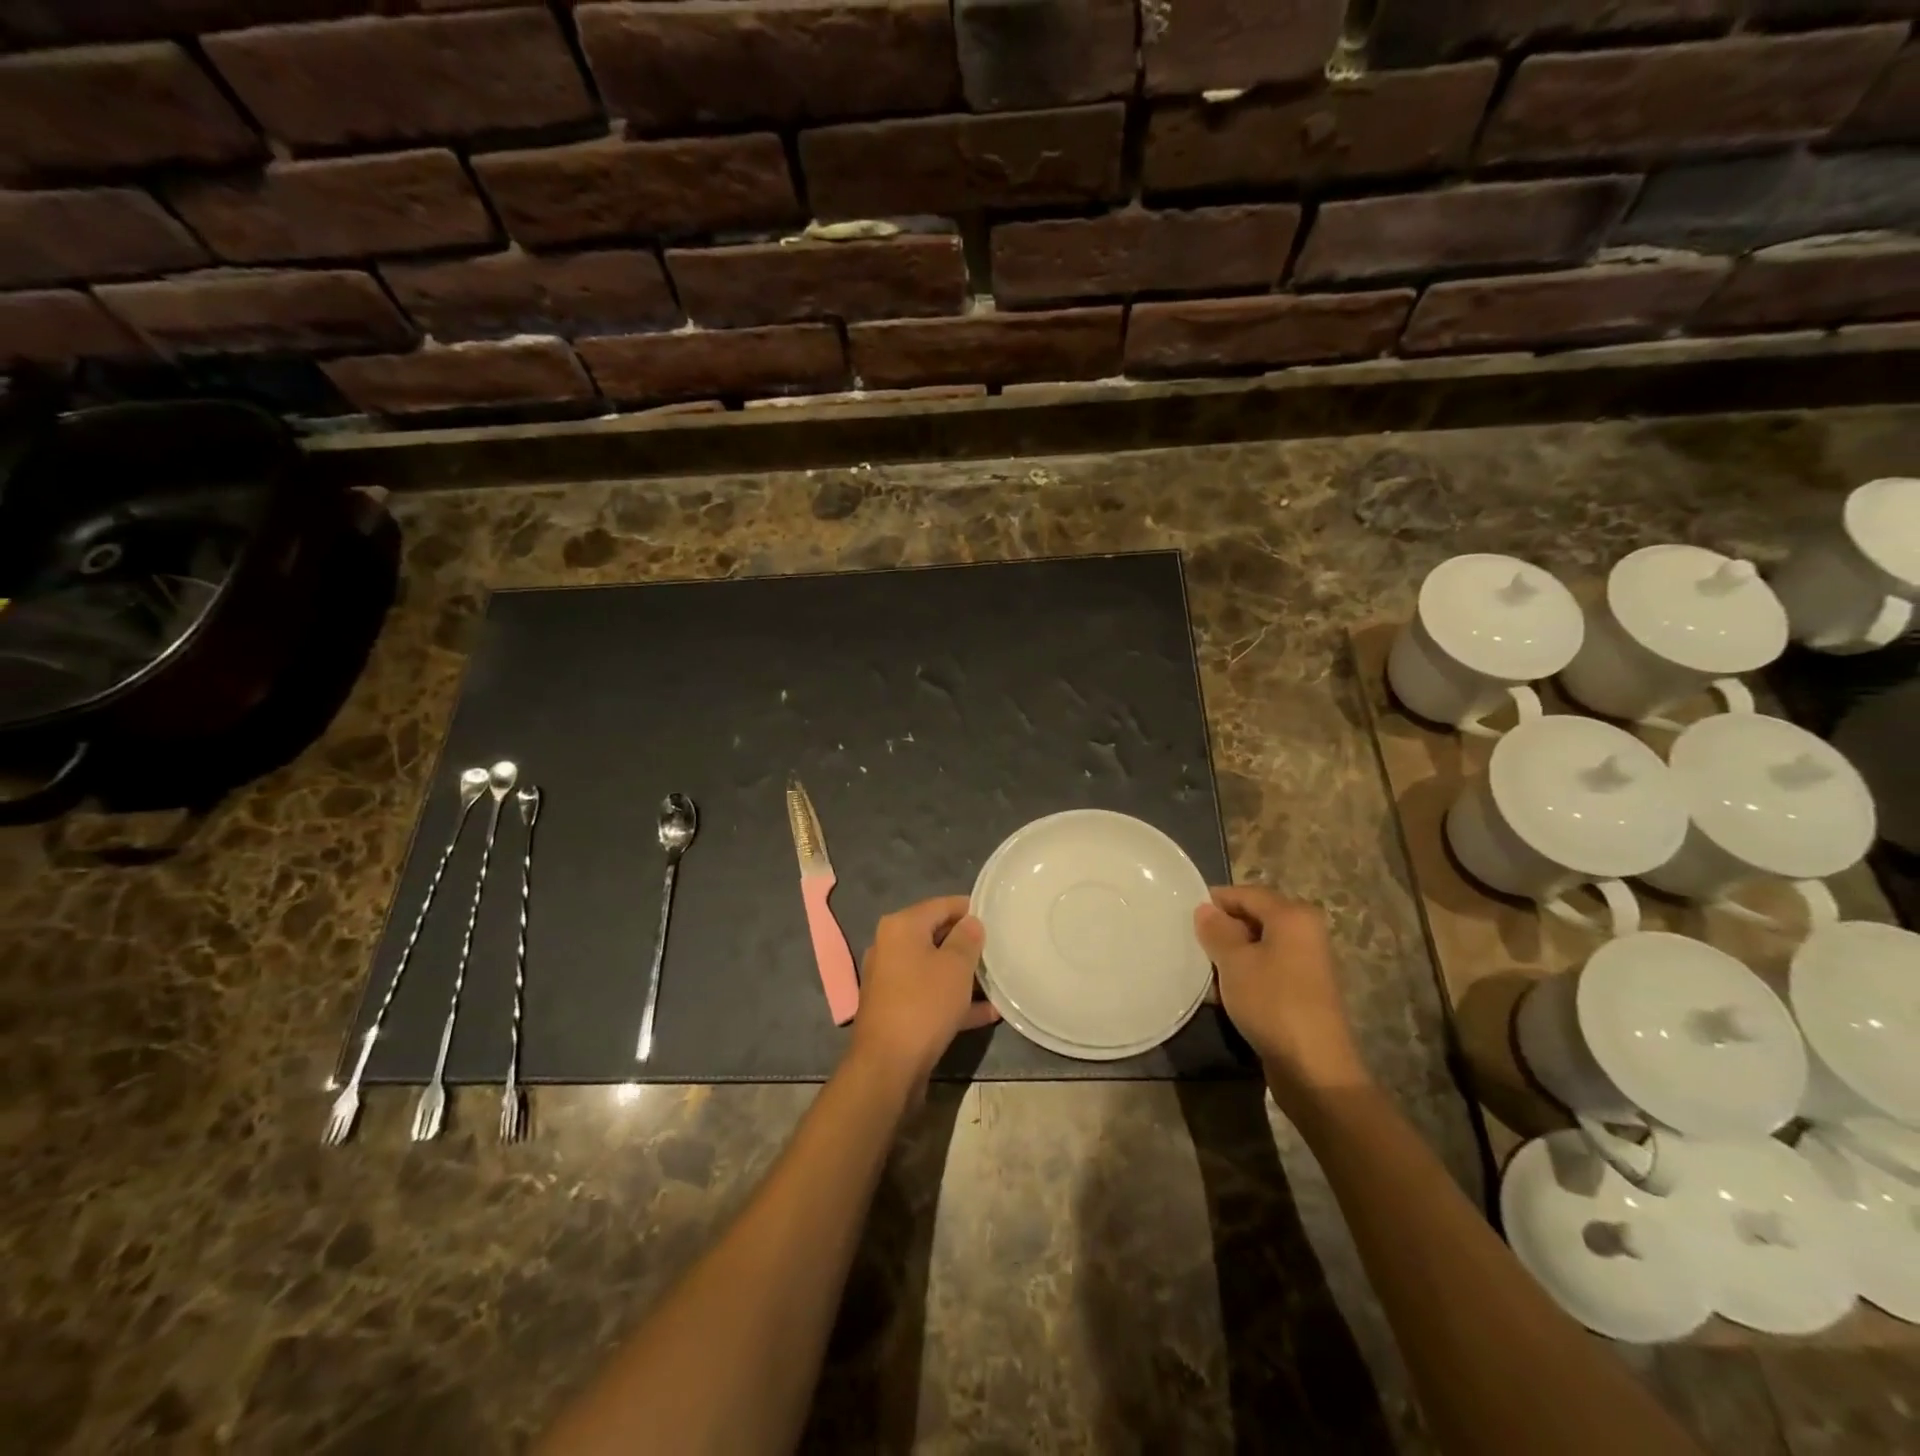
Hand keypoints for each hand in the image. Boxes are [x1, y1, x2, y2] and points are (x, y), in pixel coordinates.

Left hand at [849, 895, 985, 1091]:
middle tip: (998, 950)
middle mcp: (890, 946)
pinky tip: (987, 1012)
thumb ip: (967, 938)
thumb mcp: (955, 966)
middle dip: (967, 944)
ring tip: (997, 981)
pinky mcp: (895, 1008)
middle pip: (935, 935)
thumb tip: (971, 922)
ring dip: (963, 975)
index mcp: (901, 926)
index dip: (970, 909)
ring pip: (933, 968)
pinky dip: (953, 999)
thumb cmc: (924, 1004)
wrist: (888, 1066)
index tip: (996, 917)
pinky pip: (929, 994)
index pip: (941, 905)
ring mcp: (890, 980)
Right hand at [1194, 885, 1369, 1107]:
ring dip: (1233, 954)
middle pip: (1256, 917)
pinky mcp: (1304, 990)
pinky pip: (1268, 968)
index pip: (1247, 893)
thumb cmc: (1272, 1003)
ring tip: (1205, 968)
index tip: (1185, 914)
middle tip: (1192, 942)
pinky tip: (1226, 992)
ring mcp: (1308, 963)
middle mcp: (1306, 932)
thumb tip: (1205, 909)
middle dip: (1224, 928)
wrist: (1314, 1068)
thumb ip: (1216, 930)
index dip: (1216, 900)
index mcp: (1293, 916)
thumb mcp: (1234, 962)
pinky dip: (1247, 973)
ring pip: (1260, 945)